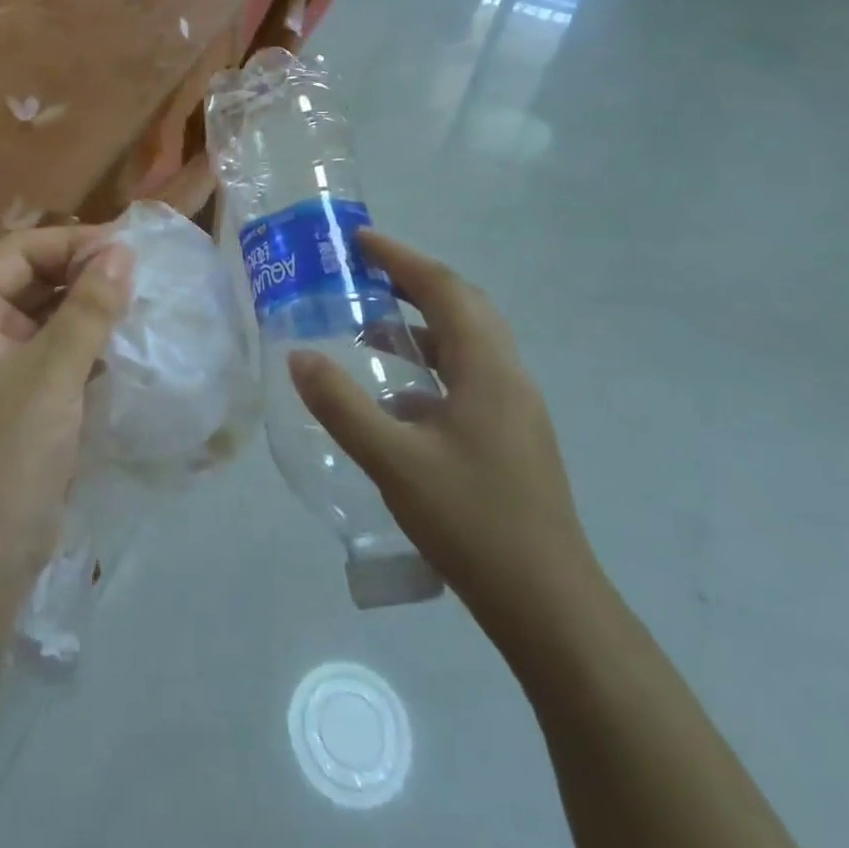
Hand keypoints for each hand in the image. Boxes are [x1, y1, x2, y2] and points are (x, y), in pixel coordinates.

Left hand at [0, 226, 134, 595]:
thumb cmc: (8, 456)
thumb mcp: (52, 376)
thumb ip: (88, 311)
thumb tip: (122, 251)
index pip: (16, 253)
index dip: (68, 242)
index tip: (124, 247)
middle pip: (31, 281)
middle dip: (82, 273)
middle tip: (139, 273)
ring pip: (47, 318)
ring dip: (89, 309)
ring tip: (140, 301)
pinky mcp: (23, 401)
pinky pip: (57, 353)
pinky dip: (88, 344)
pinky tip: (125, 343)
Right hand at [287, 230, 601, 653]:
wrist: (548, 605)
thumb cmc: (472, 523)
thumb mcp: (394, 461)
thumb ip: (342, 405)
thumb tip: (300, 356)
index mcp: (488, 370)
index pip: (444, 291)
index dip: (401, 259)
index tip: (360, 241)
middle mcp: (508, 378)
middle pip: (464, 307)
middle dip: (414, 281)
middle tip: (365, 272)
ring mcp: (515, 409)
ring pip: (468, 344)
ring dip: (422, 324)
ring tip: (371, 328)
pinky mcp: (511, 437)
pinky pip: (468, 377)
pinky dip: (430, 366)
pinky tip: (397, 400)